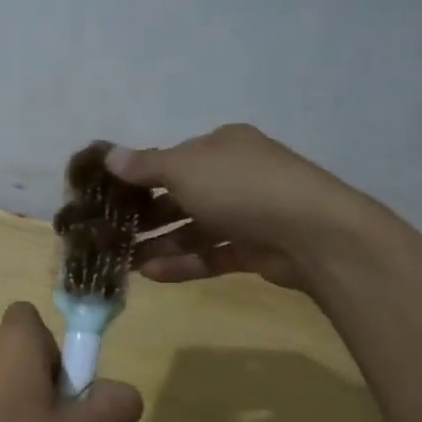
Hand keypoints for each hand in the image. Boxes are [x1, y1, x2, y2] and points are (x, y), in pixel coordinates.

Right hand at [107, 124, 384, 289]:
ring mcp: (247, 214)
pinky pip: (211, 254)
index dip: (138, 177)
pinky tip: (151, 274)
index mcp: (221, 146)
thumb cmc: (240, 187)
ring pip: (193, 229)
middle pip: (180, 195)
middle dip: (144, 216)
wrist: (313, 233)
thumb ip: (144, 166)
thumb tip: (108, 155)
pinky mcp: (256, 249)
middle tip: (110, 234)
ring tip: (123, 262)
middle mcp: (234, 175)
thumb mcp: (183, 168)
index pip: (171, 160)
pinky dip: (183, 263)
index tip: (107, 197)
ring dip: (159, 244)